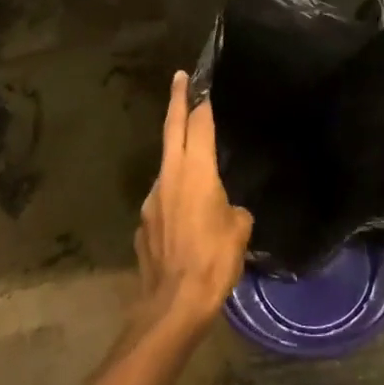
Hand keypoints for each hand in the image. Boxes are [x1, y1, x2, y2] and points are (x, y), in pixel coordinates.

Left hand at [132, 72, 253, 335]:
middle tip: (179, 79)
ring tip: (196, 166)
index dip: (199, 100)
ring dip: (178, 157)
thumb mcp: (239, 231)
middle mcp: (169, 176)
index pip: (198, 124)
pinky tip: (186, 218)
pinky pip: (162, 200)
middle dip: (177, 101)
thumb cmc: (213, 261)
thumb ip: (234, 211)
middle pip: (172, 129)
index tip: (197, 80)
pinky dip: (174, 197)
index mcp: (196, 171)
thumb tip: (228, 211)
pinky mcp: (143, 224)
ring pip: (167, 166)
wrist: (173, 305)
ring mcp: (151, 199)